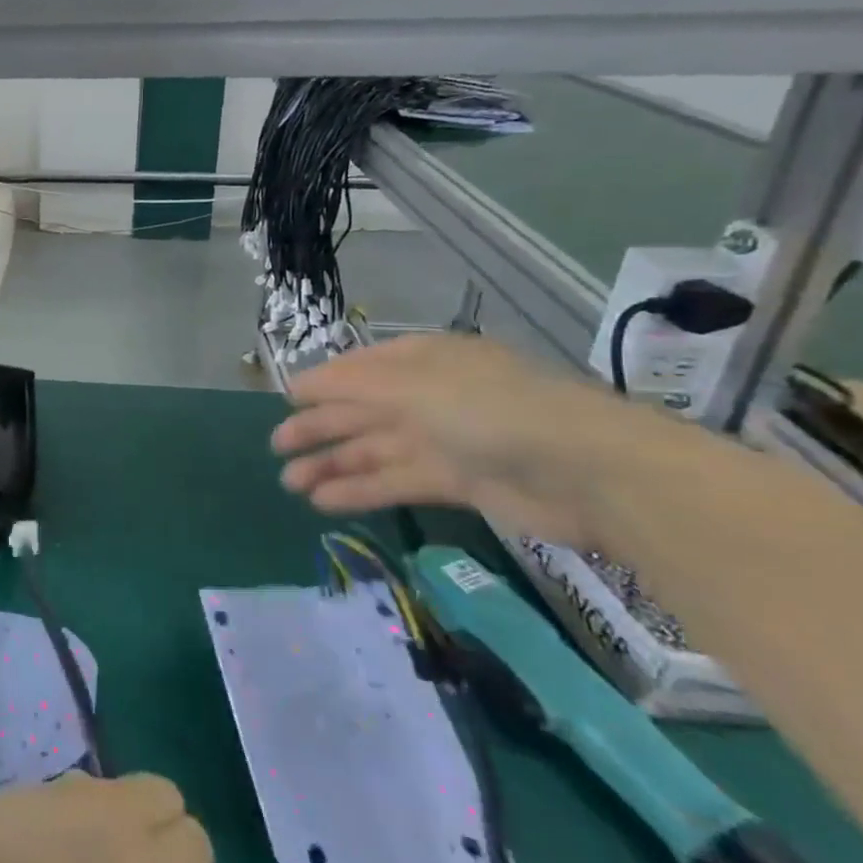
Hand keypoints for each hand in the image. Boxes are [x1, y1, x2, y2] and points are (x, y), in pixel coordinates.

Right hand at [272, 333, 662, 541]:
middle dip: (319, 428)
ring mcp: (446, 439)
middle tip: (277, 448)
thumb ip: (350, 387)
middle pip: (362, 411)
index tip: (285, 402)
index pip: (360, 369)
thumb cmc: (489, 410)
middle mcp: (431, 395)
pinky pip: (397, 481)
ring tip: (290, 483)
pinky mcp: (459, 482)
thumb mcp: (412, 387)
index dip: (322, 384)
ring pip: (375, 449)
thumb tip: (299, 386)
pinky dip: (361, 490)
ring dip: (333, 464)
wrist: (586, 471)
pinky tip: (324, 502)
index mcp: (423, 360)